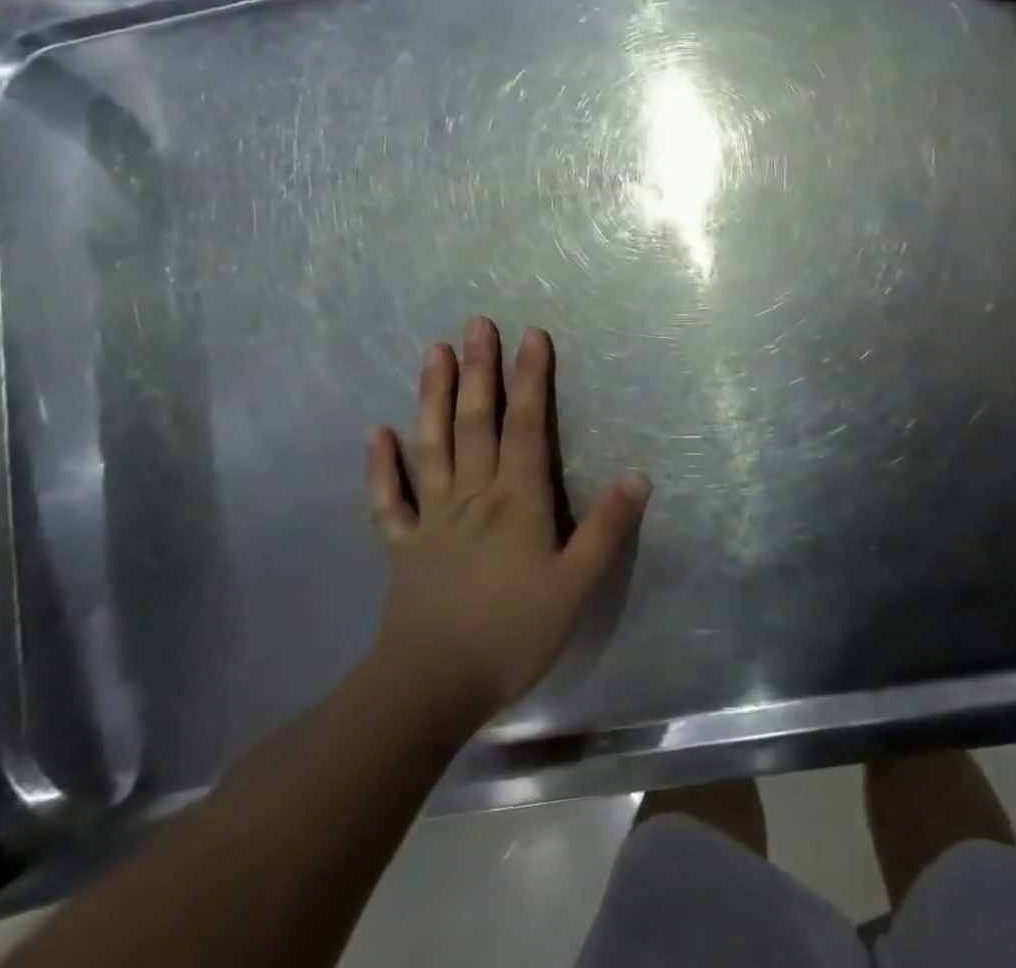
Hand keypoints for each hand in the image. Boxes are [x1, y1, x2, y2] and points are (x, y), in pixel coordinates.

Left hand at [363, 316, 650, 727]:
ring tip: (434, 353)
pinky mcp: (404, 546)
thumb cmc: (511, 635)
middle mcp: (473, 495)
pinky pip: (390, 499)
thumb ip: (606, 529)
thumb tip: (638, 475)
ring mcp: (432, 518)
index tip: (532, 335)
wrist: (429, 689)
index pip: (527, 425)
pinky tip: (377, 433)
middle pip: (475, 421)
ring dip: (432, 396)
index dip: (531, 378)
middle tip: (476, 325)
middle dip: (479, 370)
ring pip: (432, 444)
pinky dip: (381, 465)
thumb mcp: (575, 586)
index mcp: (516, 500)